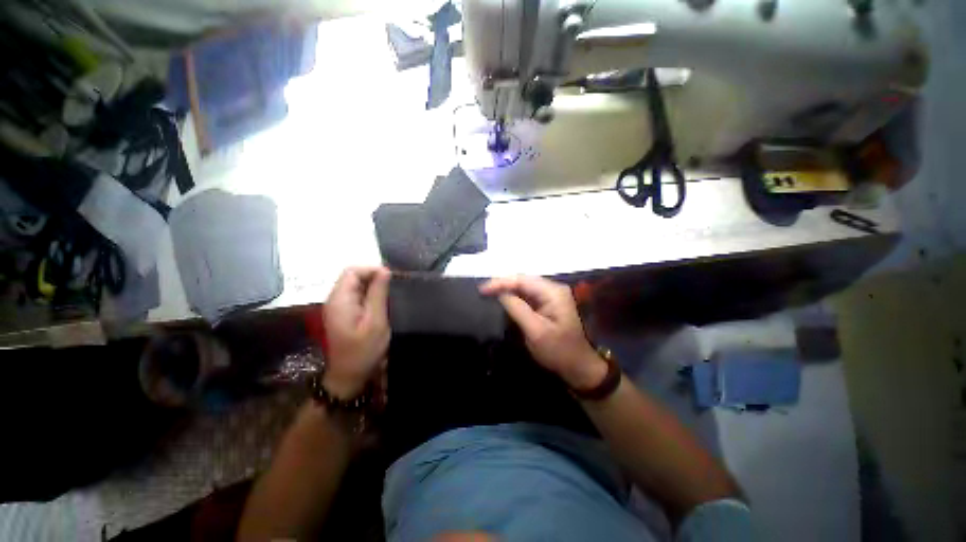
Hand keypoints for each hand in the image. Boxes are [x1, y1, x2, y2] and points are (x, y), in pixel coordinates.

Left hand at [322, 267, 390, 398]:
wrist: (349, 376)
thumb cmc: (364, 350)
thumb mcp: (376, 321)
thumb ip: (378, 294)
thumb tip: (384, 270)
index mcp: (340, 299)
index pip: (352, 271)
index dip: (372, 269)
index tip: (391, 278)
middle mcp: (335, 299)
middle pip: (353, 276)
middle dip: (374, 277)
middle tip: (392, 288)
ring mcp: (337, 307)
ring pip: (355, 285)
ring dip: (373, 286)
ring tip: (389, 295)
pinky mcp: (343, 314)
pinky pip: (356, 296)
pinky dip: (369, 295)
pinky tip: (381, 304)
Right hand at [480, 275, 606, 389]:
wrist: (578, 366)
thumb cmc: (558, 351)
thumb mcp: (536, 331)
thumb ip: (517, 309)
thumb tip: (500, 293)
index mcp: (553, 292)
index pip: (522, 280)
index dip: (501, 282)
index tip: (482, 290)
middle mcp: (553, 289)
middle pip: (523, 280)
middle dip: (502, 284)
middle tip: (483, 291)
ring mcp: (551, 296)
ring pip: (524, 286)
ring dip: (507, 289)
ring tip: (489, 293)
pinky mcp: (548, 304)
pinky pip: (527, 295)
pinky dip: (514, 296)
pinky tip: (503, 299)